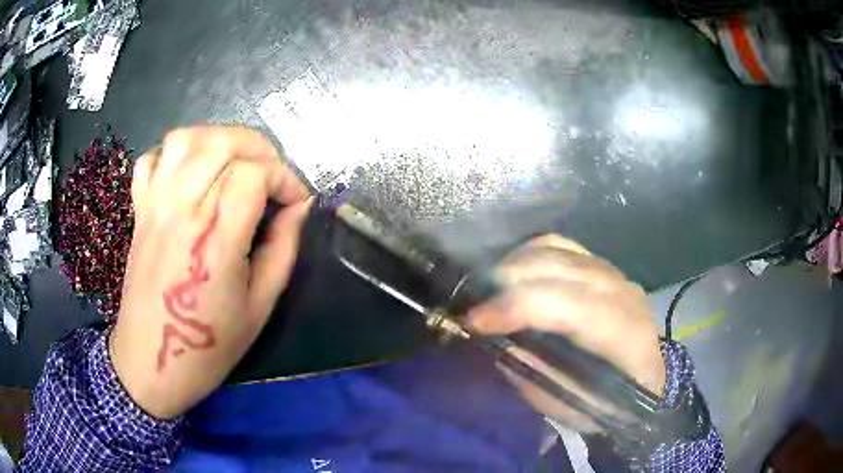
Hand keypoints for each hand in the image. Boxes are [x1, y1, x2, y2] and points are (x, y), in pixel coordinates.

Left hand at [109, 126, 311, 418]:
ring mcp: (154, 205)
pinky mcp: (139, 210)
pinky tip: (190, 174)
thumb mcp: (261, 306)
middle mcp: (181, 209)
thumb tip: (299, 207)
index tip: (296, 202)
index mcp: (215, 238)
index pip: (254, 173)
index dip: (284, 178)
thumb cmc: (209, 345)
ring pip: (186, 138)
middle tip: (272, 176)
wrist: (151, 363)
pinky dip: (175, 154)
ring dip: (218, 139)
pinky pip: (152, 159)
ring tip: (235, 163)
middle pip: (222, 142)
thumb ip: (283, 248)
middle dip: (259, 148)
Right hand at [467, 235, 664, 431]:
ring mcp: (613, 271)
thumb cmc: (608, 402)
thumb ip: (530, 370)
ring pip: (554, 248)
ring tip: (487, 290)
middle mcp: (622, 292)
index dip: (517, 308)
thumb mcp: (566, 403)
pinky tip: (511, 275)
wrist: (646, 378)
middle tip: (471, 306)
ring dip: (512, 264)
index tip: (472, 322)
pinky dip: (527, 255)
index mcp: (625, 334)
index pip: (570, 306)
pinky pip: (559, 245)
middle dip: (504, 282)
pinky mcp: (602, 265)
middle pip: (557, 268)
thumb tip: (491, 338)